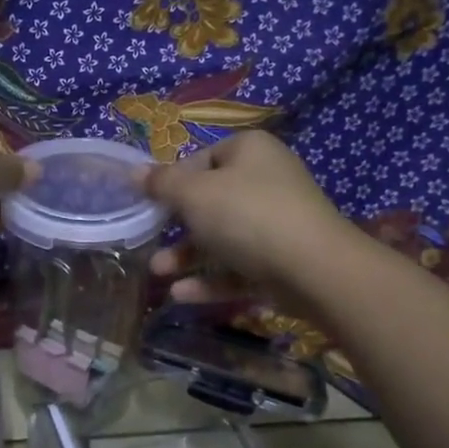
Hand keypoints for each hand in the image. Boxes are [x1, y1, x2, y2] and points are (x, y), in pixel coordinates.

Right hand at [144, 131, 350, 304]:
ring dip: (187, 256)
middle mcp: (266, 180)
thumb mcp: (194, 194)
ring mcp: (277, 223)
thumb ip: (162, 184)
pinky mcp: (281, 261)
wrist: (314, 269)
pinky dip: (210, 280)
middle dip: (175, 226)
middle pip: (210, 201)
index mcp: (249, 151)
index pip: (202, 158)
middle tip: (149, 240)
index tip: (151, 204)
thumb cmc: (247, 215)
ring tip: (157, 273)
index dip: (173, 180)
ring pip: (222, 238)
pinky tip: (180, 295)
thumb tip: (134, 171)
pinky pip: (238, 267)